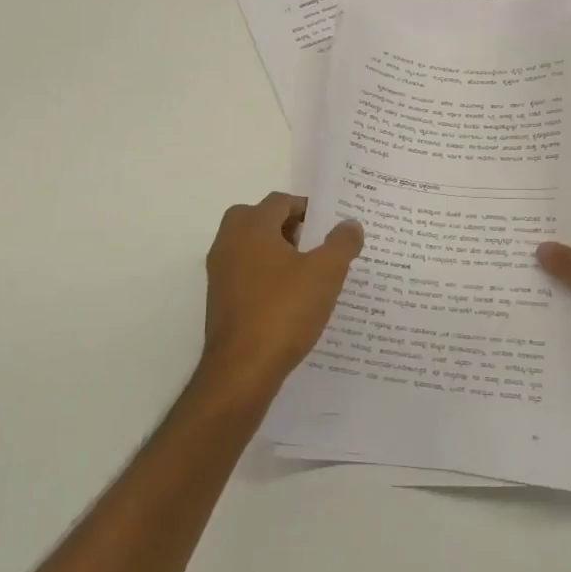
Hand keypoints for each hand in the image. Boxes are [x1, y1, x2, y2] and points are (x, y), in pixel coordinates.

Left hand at [201, 193, 363, 401]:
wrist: (242, 370)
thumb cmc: (284, 311)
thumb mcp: (325, 273)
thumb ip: (342, 243)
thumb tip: (350, 224)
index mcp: (251, 228)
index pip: (279, 201)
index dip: (307, 208)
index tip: (331, 223)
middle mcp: (229, 244)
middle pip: (258, 219)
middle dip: (287, 226)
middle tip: (315, 242)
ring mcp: (220, 274)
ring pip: (250, 247)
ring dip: (276, 251)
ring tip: (308, 271)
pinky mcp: (220, 301)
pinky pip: (245, 274)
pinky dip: (266, 275)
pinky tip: (291, 298)